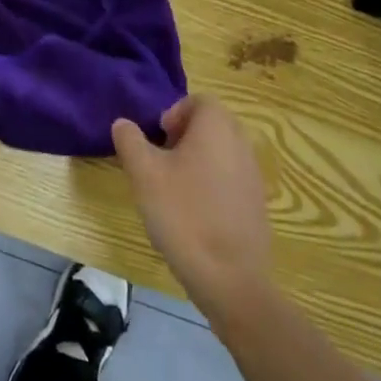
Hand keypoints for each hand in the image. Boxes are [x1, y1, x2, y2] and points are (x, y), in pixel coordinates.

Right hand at [112, 96, 272, 327]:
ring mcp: (253, 176)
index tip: (158, 140)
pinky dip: (212, 184)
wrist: (231, 280)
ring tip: (174, 189)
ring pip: (221, 152)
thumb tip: (124, 124)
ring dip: (198, 160)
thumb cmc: (184, 214)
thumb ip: (130, 140)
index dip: (174, 113)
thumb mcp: (144, 173)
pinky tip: (194, 214)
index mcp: (217, 127)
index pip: (199, 100)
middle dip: (185, 136)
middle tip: (162, 160)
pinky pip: (231, 179)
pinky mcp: (257, 205)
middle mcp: (241, 144)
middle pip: (212, 124)